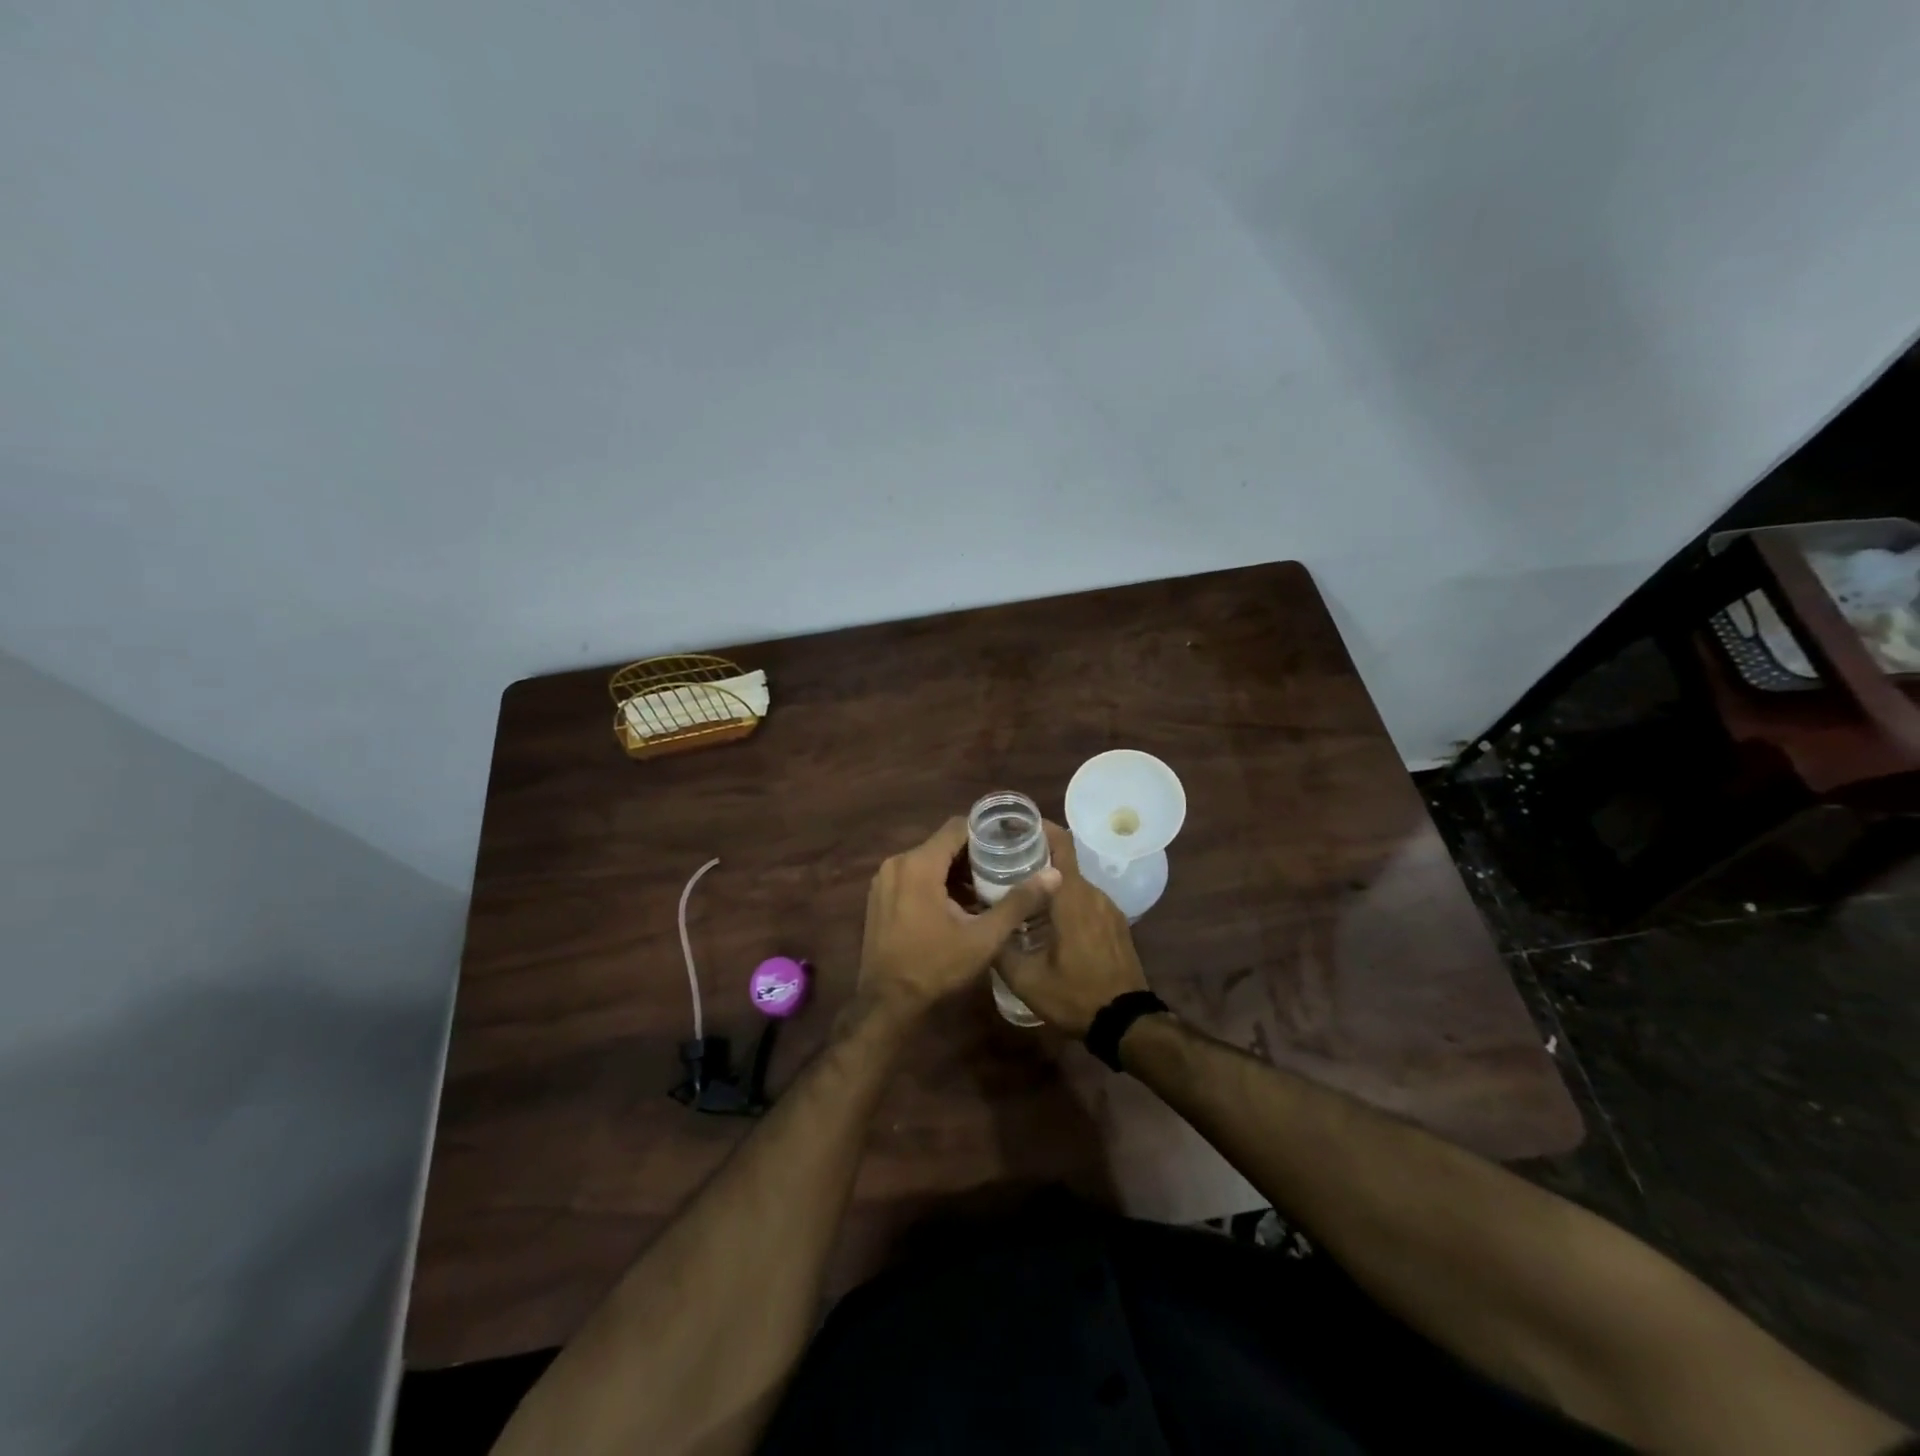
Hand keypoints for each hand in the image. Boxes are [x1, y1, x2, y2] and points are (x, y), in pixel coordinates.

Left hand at [857, 818, 1059, 1018]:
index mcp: (919, 864)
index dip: (985, 832)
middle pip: (942, 843)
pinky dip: (935, 881)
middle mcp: (897, 863)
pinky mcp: (879, 896)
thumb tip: (1054, 875)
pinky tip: (957, 904)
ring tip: (986, 888)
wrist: (887, 1002)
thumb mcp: (983, 937)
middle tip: (1004, 869)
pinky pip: (913, 875)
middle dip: (973, 854)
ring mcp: (884, 880)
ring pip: (927, 860)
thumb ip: (1018, 902)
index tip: (1011, 843)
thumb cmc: (935, 966)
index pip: (956, 827)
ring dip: (955, 870)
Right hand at [997, 824, 1150, 1036]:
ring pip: (1074, 882)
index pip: (1060, 843)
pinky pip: (1086, 899)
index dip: (1040, 827)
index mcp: (1072, 897)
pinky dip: (1065, 899)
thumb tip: (981, 926)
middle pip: (1063, 861)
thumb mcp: (1026, 979)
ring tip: (1021, 891)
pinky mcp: (1116, 924)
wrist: (1126, 1024)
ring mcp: (1109, 908)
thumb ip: (1000, 947)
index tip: (1015, 825)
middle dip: (1035, 856)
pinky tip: (1047, 918)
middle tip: (1004, 862)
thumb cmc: (1075, 995)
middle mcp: (1093, 893)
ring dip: (1050, 882)